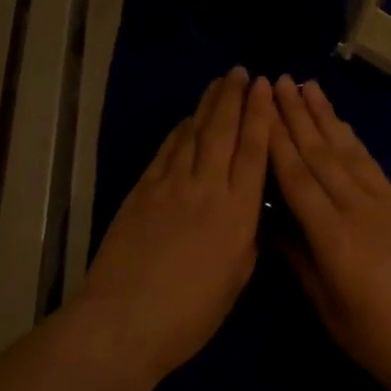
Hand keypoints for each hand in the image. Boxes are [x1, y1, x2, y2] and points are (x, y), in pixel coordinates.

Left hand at [80, 69, 273, 382]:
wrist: (124, 319)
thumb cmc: (188, 315)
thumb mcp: (234, 281)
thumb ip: (245, 239)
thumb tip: (247, 211)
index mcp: (237, 213)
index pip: (254, 151)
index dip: (261, 115)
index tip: (266, 87)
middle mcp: (207, 188)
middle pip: (224, 131)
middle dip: (235, 98)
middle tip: (242, 71)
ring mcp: (172, 184)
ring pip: (195, 133)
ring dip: (209, 104)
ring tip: (219, 82)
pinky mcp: (144, 187)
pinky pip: (168, 149)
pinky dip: (180, 129)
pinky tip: (188, 118)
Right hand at [269, 76, 390, 390]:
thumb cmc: (387, 344)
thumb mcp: (333, 314)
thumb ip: (302, 263)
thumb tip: (272, 225)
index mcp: (335, 239)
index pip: (297, 179)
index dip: (275, 141)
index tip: (258, 107)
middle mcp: (359, 210)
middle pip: (320, 154)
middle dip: (295, 115)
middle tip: (277, 80)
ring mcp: (386, 204)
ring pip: (346, 151)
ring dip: (324, 116)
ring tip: (306, 86)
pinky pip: (370, 164)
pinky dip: (352, 139)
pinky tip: (341, 124)